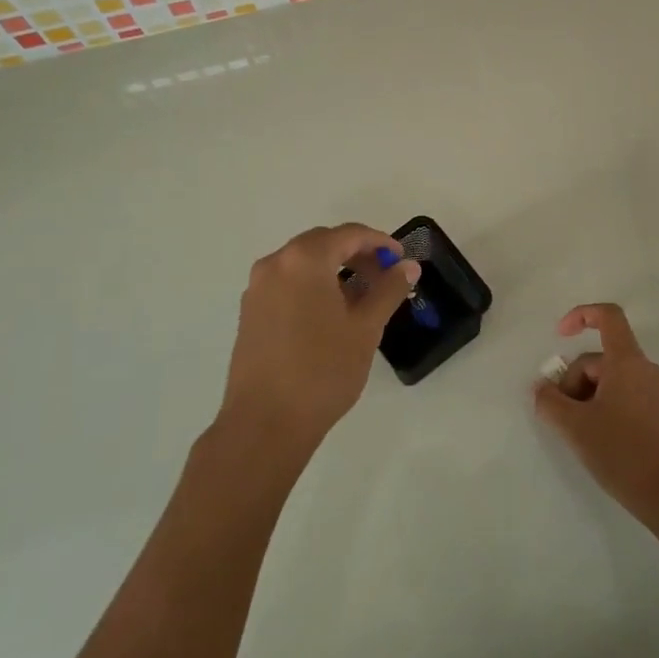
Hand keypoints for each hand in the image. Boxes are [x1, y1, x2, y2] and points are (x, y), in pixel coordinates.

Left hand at [220, 224, 419, 458]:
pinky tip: (331, 314)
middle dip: (357, 254)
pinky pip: (288, 283)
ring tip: (362, 299)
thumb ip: (388, 290)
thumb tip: (408, 266)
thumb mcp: (365, 328)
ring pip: (303, 264)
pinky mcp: (250, 312)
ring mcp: (258, 288)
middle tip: (385, 278)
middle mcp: (275, 264)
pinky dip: (313, 286)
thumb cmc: (322, 370)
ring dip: (335, 270)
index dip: (379, 242)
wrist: (265, 422)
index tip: (401, 260)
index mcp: (304, 260)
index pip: (348, 234)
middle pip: (323, 244)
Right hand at [534, 303, 658, 516]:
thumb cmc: (621, 451)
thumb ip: (549, 401)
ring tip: (577, 431)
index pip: (608, 316)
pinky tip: (596, 438)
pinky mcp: (658, 413)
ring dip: (586, 396)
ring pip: (609, 379)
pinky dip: (602, 407)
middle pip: (599, 358)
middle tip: (561, 415)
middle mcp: (643, 369)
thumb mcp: (574, 426)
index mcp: (626, 361)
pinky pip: (623, 395)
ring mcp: (654, 391)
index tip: (560, 336)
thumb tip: (541, 388)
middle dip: (573, 380)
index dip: (581, 315)